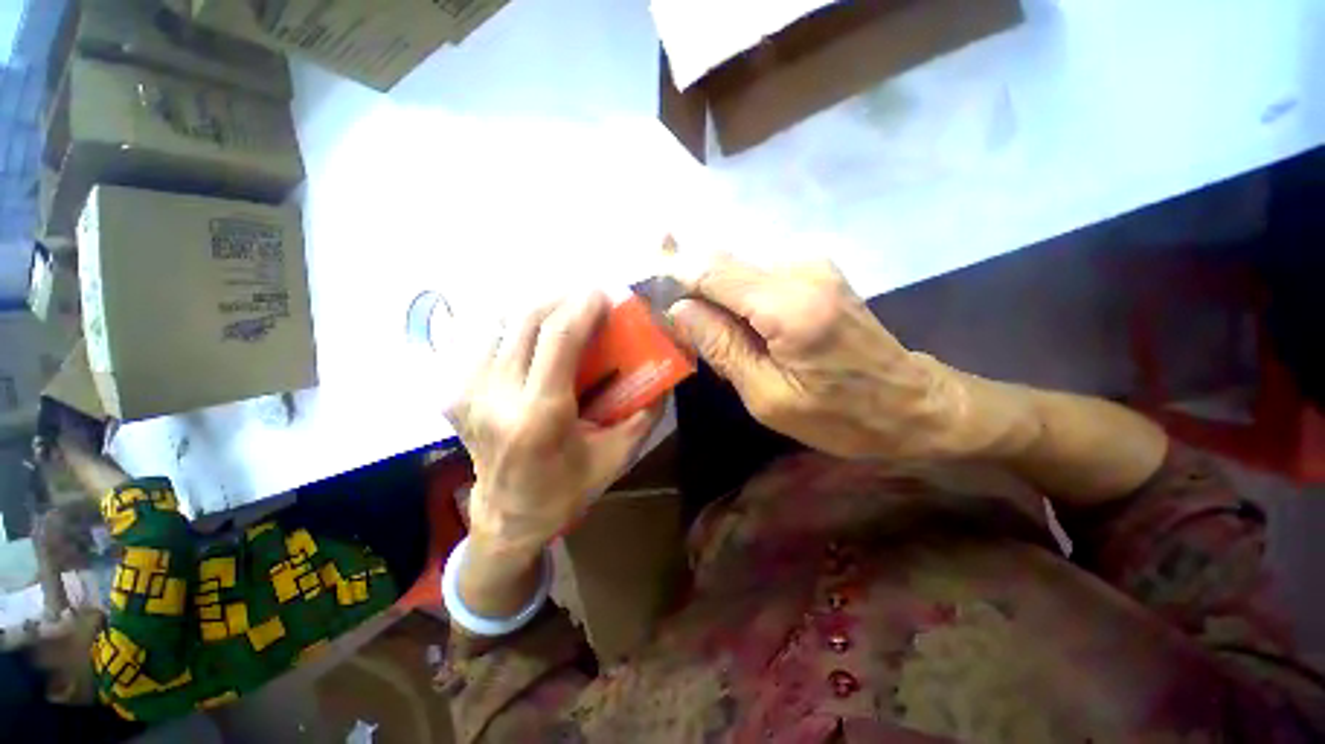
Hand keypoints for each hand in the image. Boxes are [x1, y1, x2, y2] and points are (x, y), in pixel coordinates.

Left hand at [446, 292, 661, 560]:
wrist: (507, 517)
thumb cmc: (566, 490)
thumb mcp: (617, 456)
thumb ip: (645, 413)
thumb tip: (665, 375)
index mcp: (539, 416)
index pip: (557, 338)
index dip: (581, 307)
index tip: (602, 293)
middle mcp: (495, 398)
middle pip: (525, 320)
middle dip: (560, 298)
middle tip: (587, 296)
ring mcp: (467, 393)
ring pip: (499, 322)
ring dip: (536, 308)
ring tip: (563, 309)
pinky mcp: (454, 393)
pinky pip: (483, 339)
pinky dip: (512, 325)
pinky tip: (533, 331)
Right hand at [668, 255, 1020, 460]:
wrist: (914, 405)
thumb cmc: (842, 416)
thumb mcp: (768, 397)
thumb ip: (721, 347)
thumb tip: (679, 310)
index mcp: (787, 304)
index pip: (710, 269)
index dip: (673, 272)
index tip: (645, 285)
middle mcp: (799, 267)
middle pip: (721, 261)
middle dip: (689, 284)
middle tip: (672, 317)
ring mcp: (811, 263)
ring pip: (737, 267)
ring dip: (713, 294)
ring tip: (708, 333)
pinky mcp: (816, 270)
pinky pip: (757, 274)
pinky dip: (736, 296)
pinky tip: (738, 327)